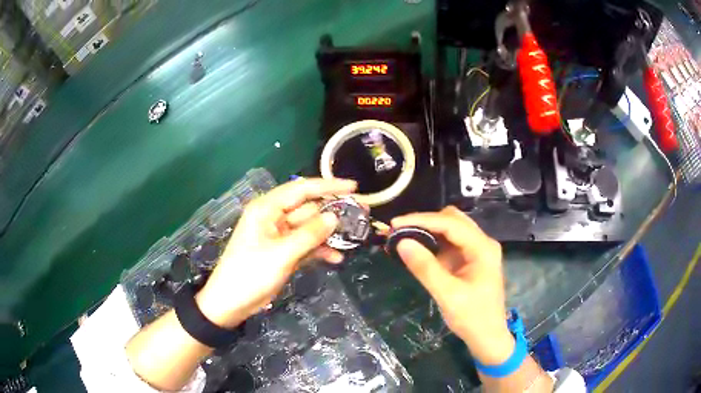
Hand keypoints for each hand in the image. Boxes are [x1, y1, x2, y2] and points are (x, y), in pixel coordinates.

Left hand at [195, 178, 356, 327]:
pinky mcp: (283, 253)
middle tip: (361, 214)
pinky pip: (306, 245)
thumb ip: (309, 234)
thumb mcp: (281, 254)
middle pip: (308, 208)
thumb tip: (334, 217)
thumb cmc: (250, 274)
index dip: (328, 186)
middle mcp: (274, 218)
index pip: (301, 189)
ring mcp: (279, 236)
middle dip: (333, 212)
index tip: (353, 187)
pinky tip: (336, 258)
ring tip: (354, 236)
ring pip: (309, 228)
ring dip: (329, 234)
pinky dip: (319, 250)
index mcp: (267, 209)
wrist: (231, 302)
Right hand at [391, 206, 513, 364]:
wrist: (488, 337)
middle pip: (452, 219)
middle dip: (425, 222)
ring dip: (429, 231)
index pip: (450, 223)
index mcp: (483, 248)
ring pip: (451, 228)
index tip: (395, 224)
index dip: (421, 220)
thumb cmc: (472, 318)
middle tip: (399, 232)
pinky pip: (450, 242)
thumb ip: (425, 268)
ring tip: (405, 238)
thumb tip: (402, 243)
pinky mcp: (470, 259)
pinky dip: (434, 242)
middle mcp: (482, 243)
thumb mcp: (448, 295)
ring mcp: (477, 250)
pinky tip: (419, 249)